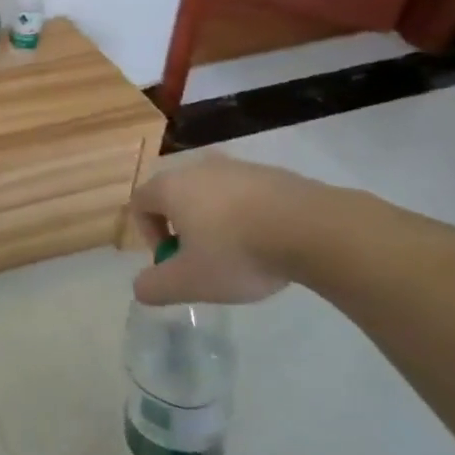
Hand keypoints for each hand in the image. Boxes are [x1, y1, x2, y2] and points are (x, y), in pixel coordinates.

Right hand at [130, 155, 321, 305]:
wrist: (314, 229)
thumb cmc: (238, 252)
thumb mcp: (190, 282)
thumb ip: (155, 286)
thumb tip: (140, 288)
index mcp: (171, 187)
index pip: (140, 203)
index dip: (148, 234)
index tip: (172, 260)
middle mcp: (199, 168)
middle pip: (176, 196)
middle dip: (183, 228)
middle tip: (203, 260)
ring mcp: (239, 167)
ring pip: (213, 195)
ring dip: (216, 222)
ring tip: (240, 254)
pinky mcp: (274, 173)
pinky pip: (247, 195)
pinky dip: (248, 216)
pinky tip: (269, 243)